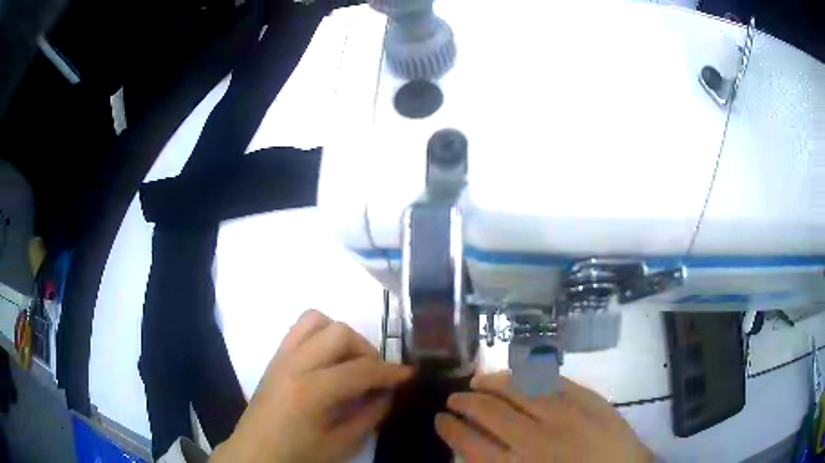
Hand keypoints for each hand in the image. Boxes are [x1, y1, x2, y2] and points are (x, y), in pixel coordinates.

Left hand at [211, 310, 412, 462]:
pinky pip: (300, 327)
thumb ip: (370, 415)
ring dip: (342, 336)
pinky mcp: (275, 355)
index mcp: (310, 392)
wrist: (256, 451)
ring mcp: (281, 355)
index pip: (359, 370)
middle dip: (367, 351)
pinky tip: (329, 358)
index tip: (409, 375)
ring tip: (350, 362)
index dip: (390, 372)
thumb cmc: (298, 453)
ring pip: (318, 320)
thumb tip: (389, 391)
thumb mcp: (342, 443)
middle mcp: (294, 364)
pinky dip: (321, 333)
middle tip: (375, 374)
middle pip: (340, 334)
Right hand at [435, 372, 652, 462]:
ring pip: (520, 390)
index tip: (439, 419)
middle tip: (454, 396)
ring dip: (495, 382)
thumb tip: (471, 451)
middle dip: (466, 402)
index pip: (471, 443)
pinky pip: (555, 382)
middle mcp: (538, 438)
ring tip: (480, 378)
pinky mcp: (591, 401)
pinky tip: (521, 373)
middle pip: (491, 412)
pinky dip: (533, 376)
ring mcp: (568, 415)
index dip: (450, 429)